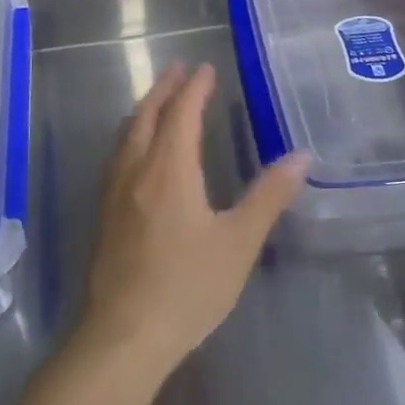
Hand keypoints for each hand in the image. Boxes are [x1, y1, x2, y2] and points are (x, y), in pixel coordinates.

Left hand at [82, 62, 309, 375]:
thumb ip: (268, 196)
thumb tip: (300, 157)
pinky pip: (117, 156)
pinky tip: (137, 152)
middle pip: (146, 115)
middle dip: (164, 89)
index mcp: (168, 169)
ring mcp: (114, 193)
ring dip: (144, 109)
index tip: (205, 67)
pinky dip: (132, 135)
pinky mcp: (104, 215)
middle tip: (179, 70)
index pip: (181, 113)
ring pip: (126, 135)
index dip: (194, 88)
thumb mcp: (239, 242)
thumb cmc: (187, 287)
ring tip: (159, 101)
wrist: (124, 336)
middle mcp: (135, 170)